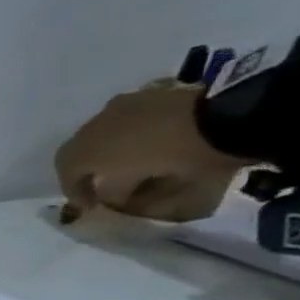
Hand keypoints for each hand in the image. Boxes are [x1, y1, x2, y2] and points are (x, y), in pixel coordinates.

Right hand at [54, 79, 246, 222]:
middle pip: (80, 150)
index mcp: (86, 150)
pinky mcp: (154, 93)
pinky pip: (133, 117)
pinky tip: (154, 139)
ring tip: (132, 159)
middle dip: (89, 168)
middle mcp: (94, 125)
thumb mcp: (150, 190)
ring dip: (111, 147)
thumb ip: (124, 196)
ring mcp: (124, 105)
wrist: (233, 115)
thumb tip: (111, 199)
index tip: (90, 206)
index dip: (75, 192)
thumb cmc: (183, 156)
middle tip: (103, 182)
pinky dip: (136, 131)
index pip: (66, 174)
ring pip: (105, 131)